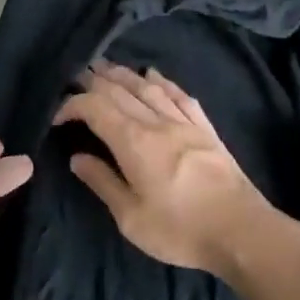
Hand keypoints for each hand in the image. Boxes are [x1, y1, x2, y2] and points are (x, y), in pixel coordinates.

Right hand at [53, 62, 282, 276]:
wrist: (242, 231)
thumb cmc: (181, 230)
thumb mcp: (131, 218)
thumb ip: (103, 182)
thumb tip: (77, 157)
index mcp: (134, 142)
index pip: (95, 108)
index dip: (72, 106)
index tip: (57, 117)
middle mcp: (157, 122)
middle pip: (121, 90)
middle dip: (95, 81)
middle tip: (77, 76)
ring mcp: (185, 122)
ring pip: (149, 87)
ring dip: (125, 75)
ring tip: (107, 67)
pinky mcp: (206, 129)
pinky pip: (180, 96)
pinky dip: (163, 81)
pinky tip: (155, 75)